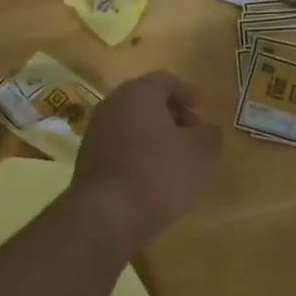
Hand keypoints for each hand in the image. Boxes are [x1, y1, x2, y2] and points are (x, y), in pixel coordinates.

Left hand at [71, 71, 222, 257]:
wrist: (107, 215)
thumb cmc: (159, 173)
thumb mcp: (200, 154)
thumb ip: (209, 135)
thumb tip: (207, 131)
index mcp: (138, 93)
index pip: (165, 80)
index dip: (186, 92)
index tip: (201, 107)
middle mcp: (112, 105)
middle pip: (145, 101)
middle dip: (171, 114)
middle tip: (191, 132)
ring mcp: (95, 132)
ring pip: (131, 123)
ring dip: (153, 134)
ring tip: (174, 157)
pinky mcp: (87, 159)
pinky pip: (119, 145)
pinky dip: (137, 151)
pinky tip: (152, 175)